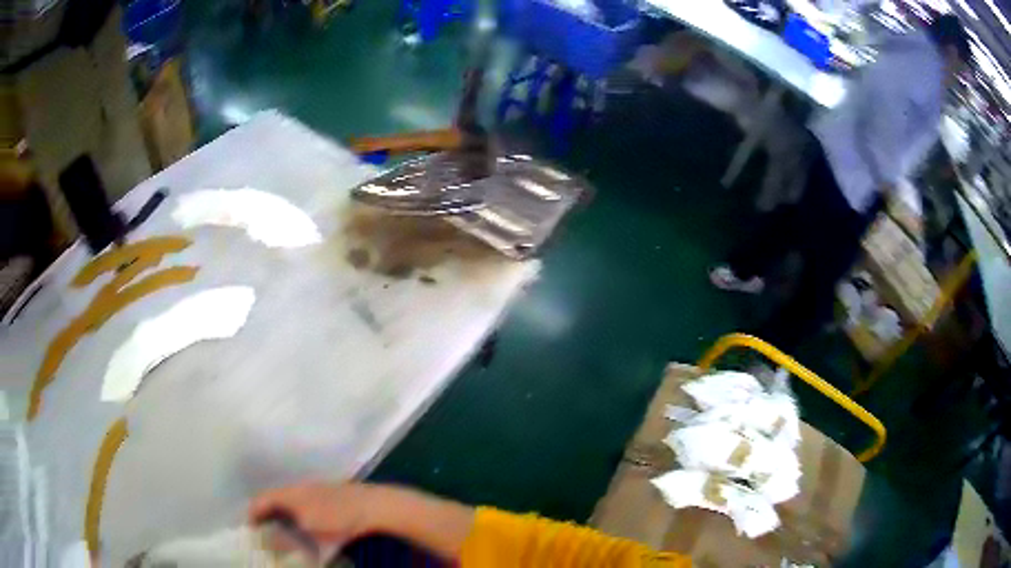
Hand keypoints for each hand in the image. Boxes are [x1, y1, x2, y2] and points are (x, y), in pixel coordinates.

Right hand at [249, 481, 475, 560]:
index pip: (261, 499)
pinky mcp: (329, 494)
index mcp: (290, 493)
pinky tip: (305, 527)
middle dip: (266, 515)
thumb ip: (288, 537)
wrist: (376, 506)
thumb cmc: (341, 518)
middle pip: (274, 499)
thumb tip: (272, 540)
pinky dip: (297, 513)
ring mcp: (315, 488)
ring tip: (283, 532)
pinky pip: (304, 502)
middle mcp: (298, 487)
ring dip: (282, 515)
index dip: (252, 514)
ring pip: (289, 501)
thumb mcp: (311, 532)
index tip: (249, 529)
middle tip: (264, 532)